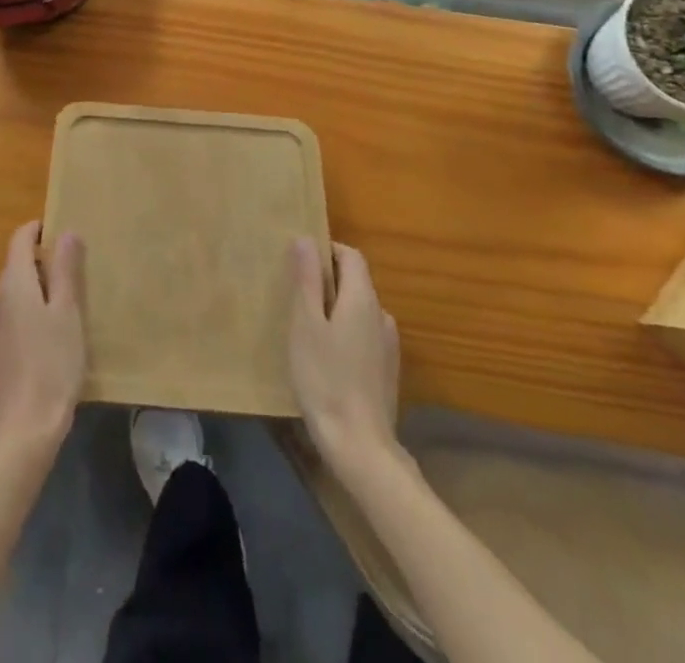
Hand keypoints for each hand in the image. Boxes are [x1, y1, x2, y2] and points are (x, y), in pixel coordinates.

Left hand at [0, 221, 85, 452]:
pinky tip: (50, 333)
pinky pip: (13, 314)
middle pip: (17, 264)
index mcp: (14, 282)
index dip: (39, 229)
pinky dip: (30, 311)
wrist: (24, 426)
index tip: (62, 233)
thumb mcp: (67, 311)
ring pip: (16, 291)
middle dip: (43, 261)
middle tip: (74, 271)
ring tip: (67, 303)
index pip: (20, 238)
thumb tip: (66, 231)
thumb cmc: (52, 362)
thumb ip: (65, 269)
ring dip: (37, 289)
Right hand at [288, 238, 400, 468]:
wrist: (360, 446)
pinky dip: (346, 332)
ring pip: (360, 310)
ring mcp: (388, 345)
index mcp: (363, 298)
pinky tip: (328, 358)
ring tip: (308, 329)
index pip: (351, 256)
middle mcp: (381, 315)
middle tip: (296, 298)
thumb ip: (308, 280)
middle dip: (328, 281)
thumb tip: (306, 239)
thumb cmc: (325, 377)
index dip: (327, 251)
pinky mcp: (387, 370)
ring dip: (336, 309)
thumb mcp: (305, 324)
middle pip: (356, 282)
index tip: (300, 264)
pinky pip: (364, 334)